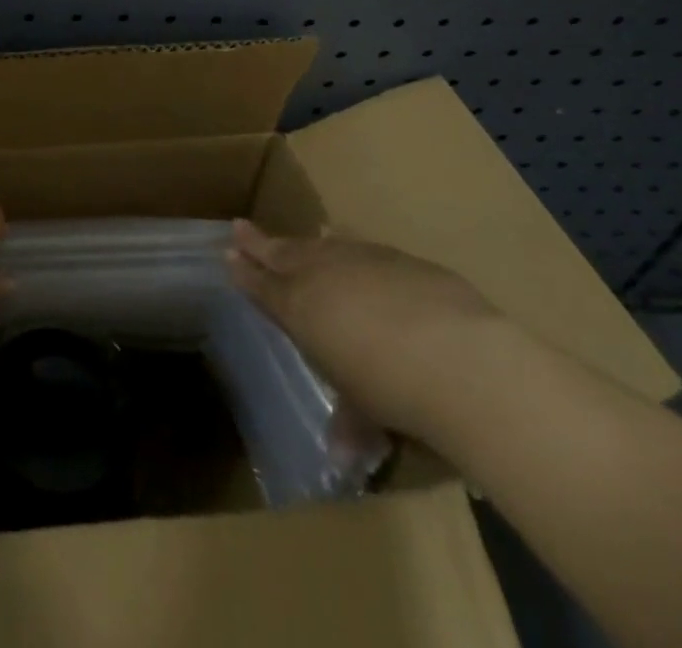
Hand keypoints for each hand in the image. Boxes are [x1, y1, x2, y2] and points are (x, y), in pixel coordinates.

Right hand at [228, 219, 507, 440]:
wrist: (453, 355)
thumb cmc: (392, 390)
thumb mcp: (365, 411)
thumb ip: (350, 422)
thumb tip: (344, 454)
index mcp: (299, 310)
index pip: (262, 287)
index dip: (245, 274)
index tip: (228, 257)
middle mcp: (320, 276)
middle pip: (281, 254)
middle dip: (258, 243)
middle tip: (239, 227)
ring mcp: (358, 260)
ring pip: (319, 245)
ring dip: (303, 242)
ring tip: (297, 237)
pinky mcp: (396, 257)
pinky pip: (359, 246)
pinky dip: (347, 244)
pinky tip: (348, 243)